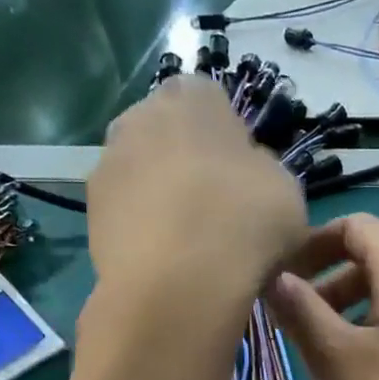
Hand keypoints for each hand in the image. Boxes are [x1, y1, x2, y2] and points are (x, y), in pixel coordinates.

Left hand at [87, 78, 307, 319]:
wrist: (180, 282)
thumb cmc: (245, 222)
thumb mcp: (287, 190)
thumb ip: (264, 170)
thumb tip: (246, 173)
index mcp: (193, 96)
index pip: (211, 99)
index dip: (229, 137)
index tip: (245, 176)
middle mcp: (141, 114)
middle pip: (170, 133)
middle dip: (189, 162)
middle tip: (218, 208)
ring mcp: (108, 160)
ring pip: (145, 171)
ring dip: (163, 195)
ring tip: (192, 242)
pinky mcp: (91, 208)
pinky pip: (127, 210)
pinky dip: (143, 227)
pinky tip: (168, 260)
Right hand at [267, 214, 378, 379]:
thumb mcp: (337, 361)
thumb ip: (302, 313)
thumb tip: (275, 277)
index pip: (355, 226)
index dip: (313, 243)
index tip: (280, 275)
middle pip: (374, 260)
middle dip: (328, 282)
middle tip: (293, 320)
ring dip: (350, 313)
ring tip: (320, 353)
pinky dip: (377, 336)